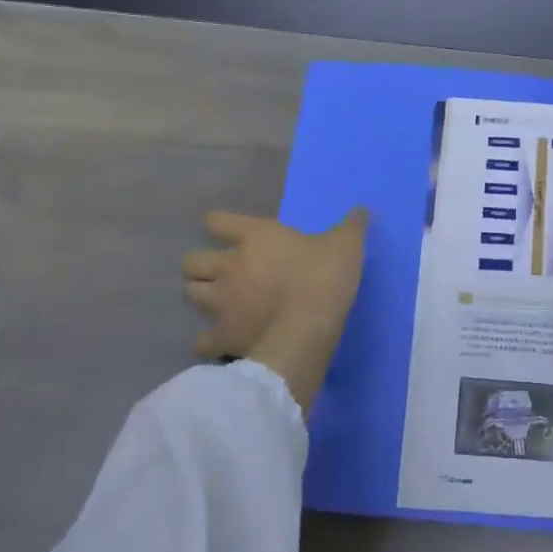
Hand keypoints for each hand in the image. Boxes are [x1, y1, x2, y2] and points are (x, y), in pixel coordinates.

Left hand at [182, 208, 368, 411]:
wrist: (305, 332)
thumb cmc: (323, 279)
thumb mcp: (346, 245)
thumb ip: (351, 226)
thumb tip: (362, 209)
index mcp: (255, 237)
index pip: (217, 221)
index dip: (218, 224)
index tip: (226, 230)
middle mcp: (229, 266)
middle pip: (192, 261)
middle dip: (201, 265)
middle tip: (221, 272)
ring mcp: (219, 303)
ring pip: (189, 294)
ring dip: (200, 296)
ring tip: (217, 302)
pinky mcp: (221, 337)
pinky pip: (201, 341)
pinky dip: (207, 341)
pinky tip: (221, 342)